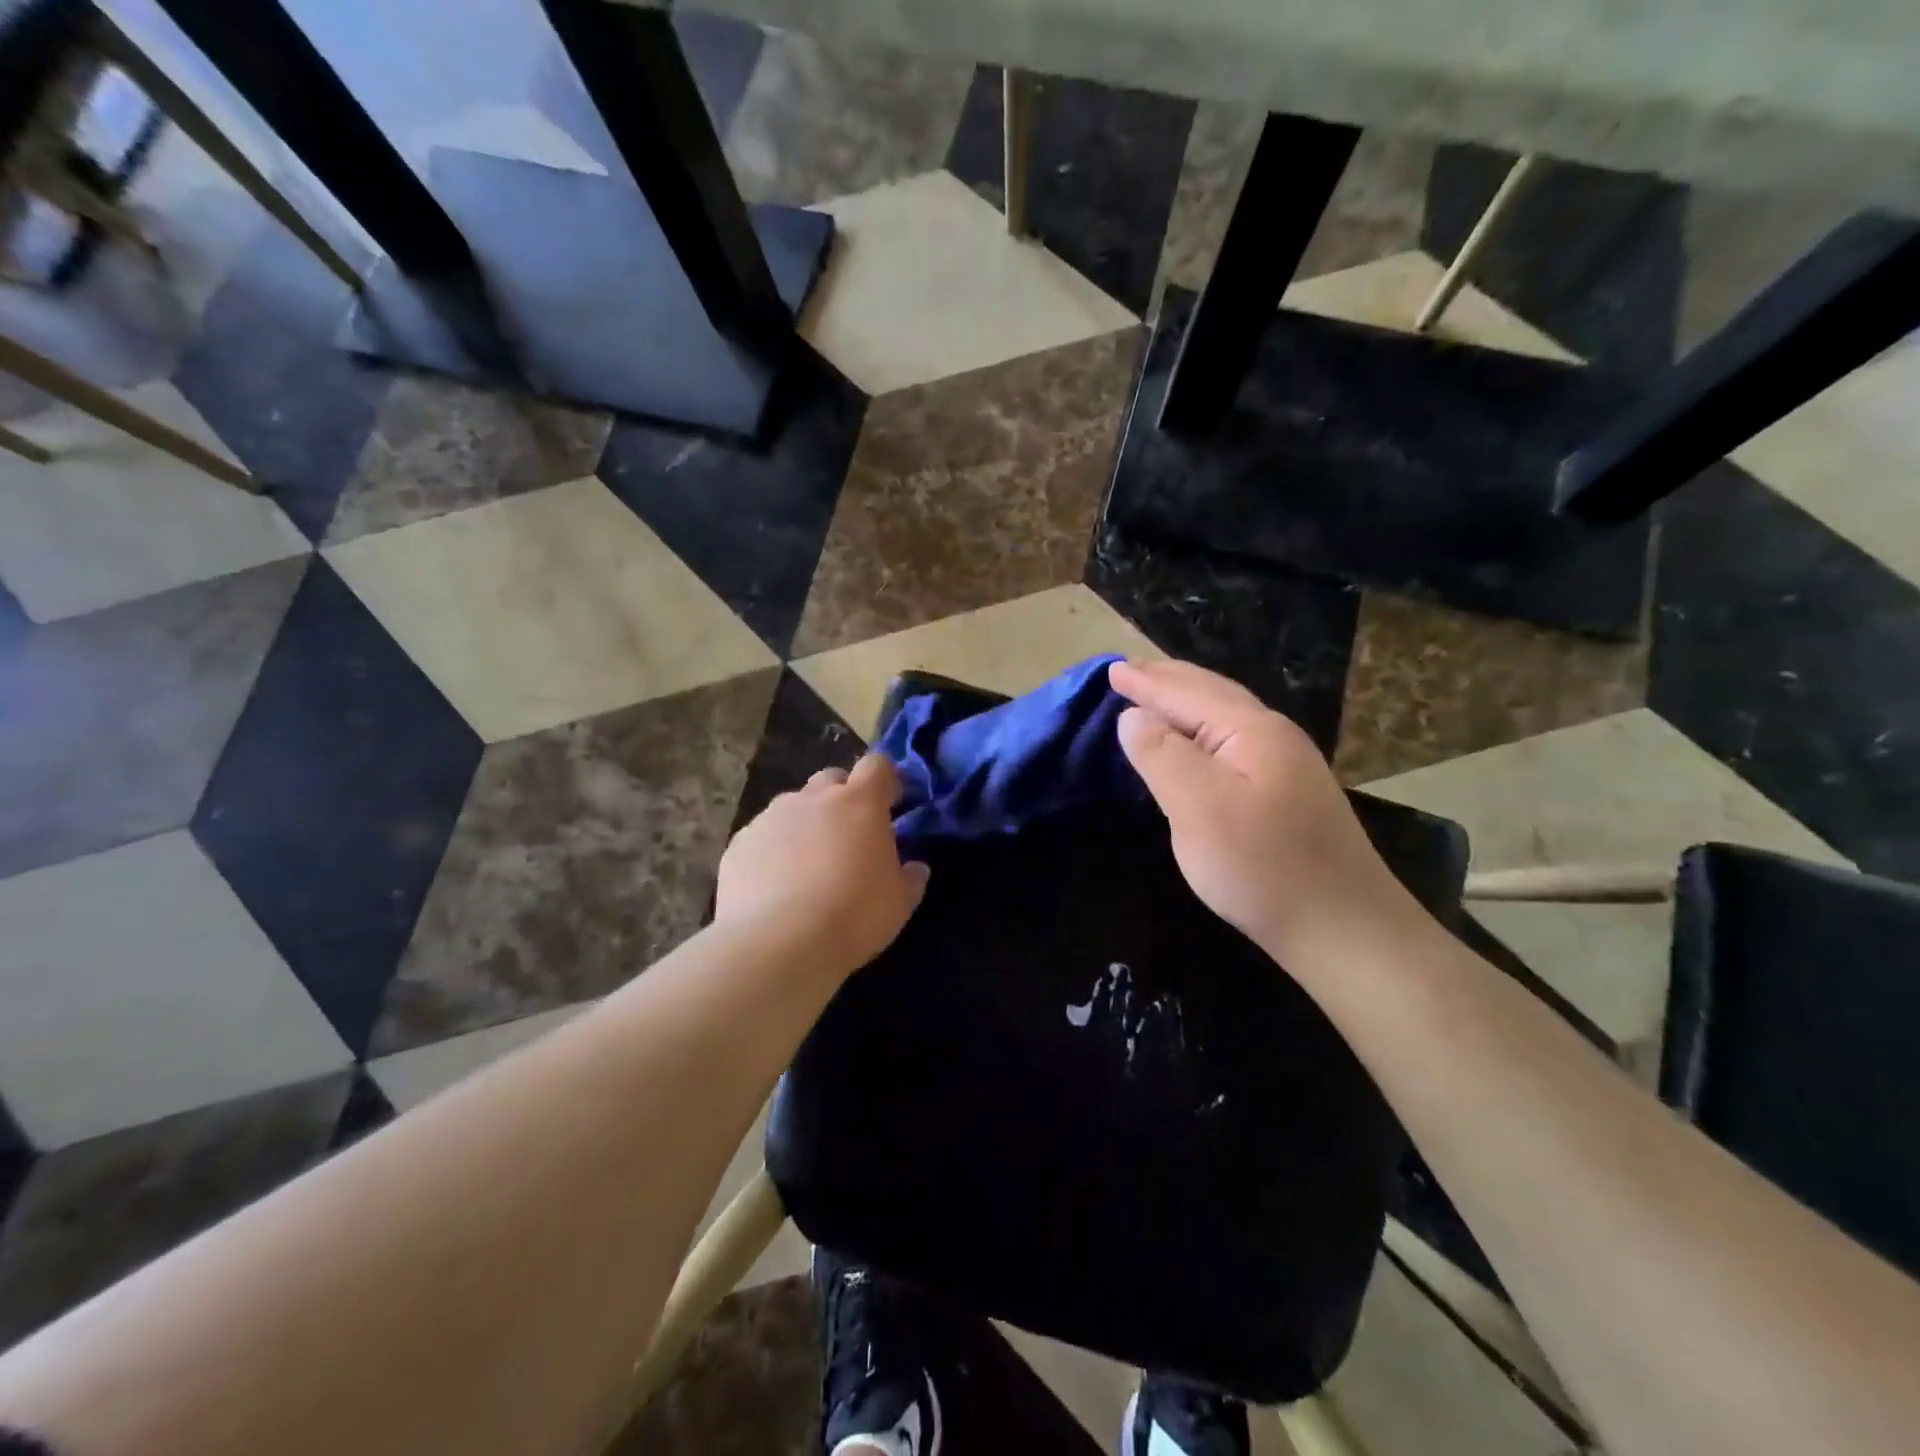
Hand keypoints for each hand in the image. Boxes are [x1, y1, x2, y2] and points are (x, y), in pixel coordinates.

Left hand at [716, 755, 929, 974]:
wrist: (777, 944)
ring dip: (805, 825)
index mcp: (859, 802)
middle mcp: (813, 798)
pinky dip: (772, 851)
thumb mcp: (899, 903)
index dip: (885, 781)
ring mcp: (770, 817)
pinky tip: (774, 887)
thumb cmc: (853, 916)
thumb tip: (915, 867)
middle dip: (842, 799)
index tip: (890, 805)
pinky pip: (762, 837)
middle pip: (831, 779)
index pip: (877, 766)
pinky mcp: (739, 843)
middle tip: (848, 837)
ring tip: (807, 868)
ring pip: (793, 808)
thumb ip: (910, 877)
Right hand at [1109, 659, 1410, 957]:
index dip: (1145, 683)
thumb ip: (1162, 755)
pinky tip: (1195, 740)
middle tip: (1129, 672)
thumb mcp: (1199, 808)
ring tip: (1156, 695)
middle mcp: (1273, 735)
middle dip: (1167, 680)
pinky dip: (1202, 727)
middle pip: (1211, 693)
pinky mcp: (1288, 791)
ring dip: (1186, 700)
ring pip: (1225, 716)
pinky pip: (1233, 740)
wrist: (1343, 928)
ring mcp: (1286, 763)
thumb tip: (1133, 716)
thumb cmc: (1263, 866)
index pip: (1186, 693)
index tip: (1111, 670)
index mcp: (1251, 730)